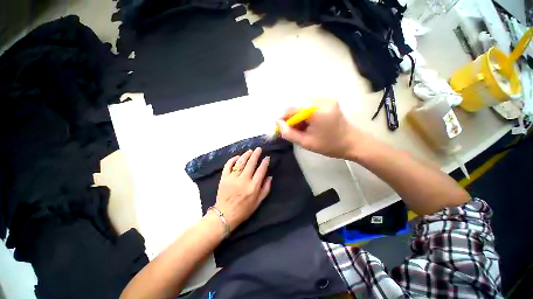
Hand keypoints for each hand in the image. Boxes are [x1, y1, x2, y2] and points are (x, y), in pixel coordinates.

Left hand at [214, 148, 272, 230]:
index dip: (264, 162)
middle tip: (259, 149)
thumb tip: (270, 177)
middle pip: (251, 163)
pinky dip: (232, 159)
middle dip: (256, 154)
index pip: (261, 170)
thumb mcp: (258, 202)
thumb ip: (265, 189)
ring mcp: (233, 178)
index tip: (267, 157)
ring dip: (246, 155)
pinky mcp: (224, 178)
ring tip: (250, 151)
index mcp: (253, 186)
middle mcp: (244, 180)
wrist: (225, 215)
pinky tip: (237, 157)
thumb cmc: (244, 210)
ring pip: (240, 162)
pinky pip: (228, 165)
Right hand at [277, 100, 363, 158]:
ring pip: (303, 105)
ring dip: (299, 116)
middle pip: (297, 106)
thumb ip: (289, 133)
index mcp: (316, 111)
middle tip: (294, 131)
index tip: (281, 127)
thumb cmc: (329, 145)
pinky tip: (309, 124)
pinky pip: (310, 105)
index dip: (283, 118)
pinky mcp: (329, 100)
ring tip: (303, 129)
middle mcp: (321, 100)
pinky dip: (306, 114)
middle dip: (292, 118)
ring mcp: (326, 99)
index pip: (292, 109)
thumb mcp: (306, 143)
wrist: (352, 142)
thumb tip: (278, 124)